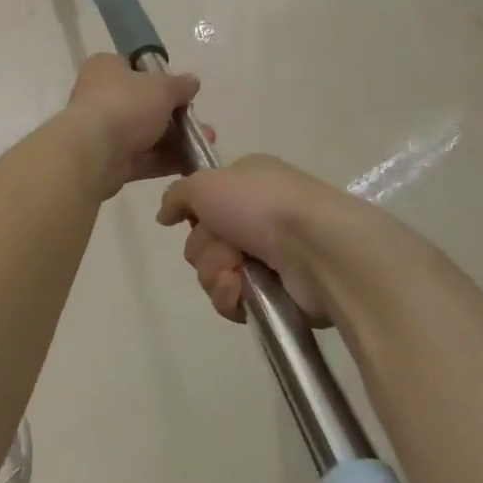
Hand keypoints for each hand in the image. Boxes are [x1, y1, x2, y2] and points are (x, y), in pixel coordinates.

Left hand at [60, 54, 201, 198]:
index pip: (133, 67)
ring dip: (175, 140)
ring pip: (144, 134)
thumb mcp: (162, 87)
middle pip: (143, 104)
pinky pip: (141, 158)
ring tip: (205, 143)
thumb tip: (191, 82)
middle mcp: (99, 96)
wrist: (93, 152)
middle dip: (175, 116)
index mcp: (104, 68)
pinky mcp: (107, 161)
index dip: (158, 77)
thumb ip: (180, 84)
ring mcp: (102, 131)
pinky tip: (191, 164)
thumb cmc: (125, 105)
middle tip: (200, 123)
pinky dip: (164, 161)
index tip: (181, 90)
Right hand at [156, 155, 339, 323]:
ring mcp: (268, 256)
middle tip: (226, 248)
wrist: (318, 248)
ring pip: (213, 272)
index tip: (199, 218)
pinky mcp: (276, 293)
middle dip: (205, 249)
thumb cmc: (262, 205)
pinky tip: (243, 292)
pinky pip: (231, 299)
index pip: (203, 204)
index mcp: (247, 184)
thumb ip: (177, 195)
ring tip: (237, 274)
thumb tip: (164, 216)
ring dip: (216, 273)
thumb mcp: (206, 183)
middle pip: (202, 241)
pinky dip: (231, 296)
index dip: (196, 215)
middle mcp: (258, 218)